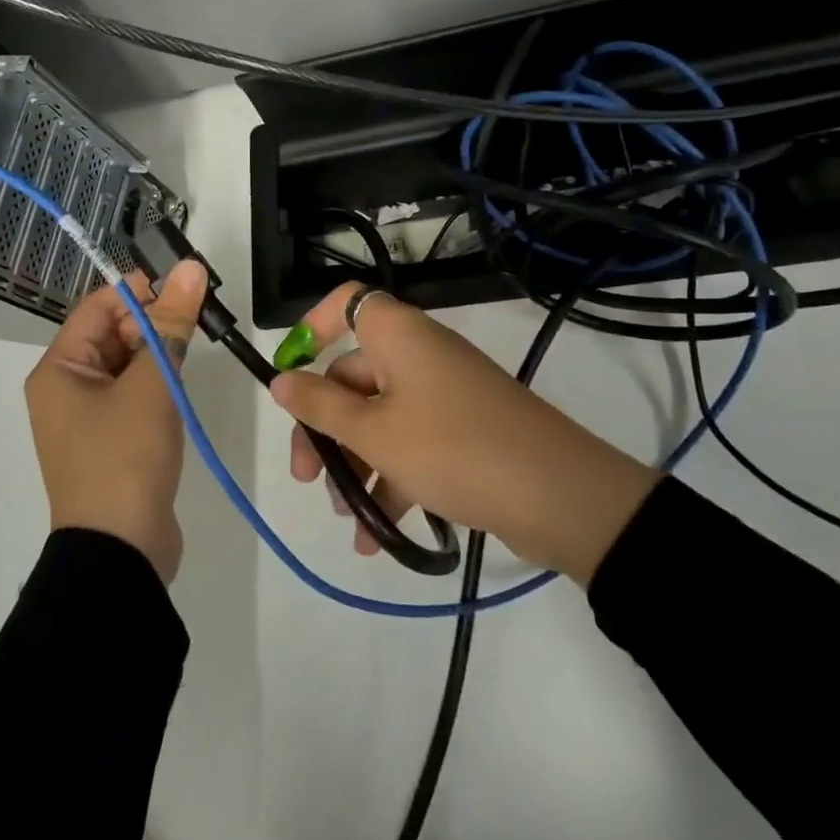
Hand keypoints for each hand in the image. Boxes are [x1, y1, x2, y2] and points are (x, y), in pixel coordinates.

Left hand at [24, 259, 208, 583]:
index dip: (139, 289)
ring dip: (159, 350)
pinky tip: (185, 380)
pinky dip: (158, 381)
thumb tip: (191, 268)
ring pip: (127, 363)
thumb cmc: (125, 457)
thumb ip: (171, 324)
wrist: (120, 552)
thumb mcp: (152, 384)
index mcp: (60, 369)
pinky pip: (134, 394)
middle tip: (199, 312)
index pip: (98, 307)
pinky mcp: (113, 441)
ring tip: (198, 340)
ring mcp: (89, 418)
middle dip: (154, 319)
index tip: (184, 282)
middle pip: (112, 334)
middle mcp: (67, 388)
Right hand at [270, 283, 660, 585]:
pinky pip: (412, 443)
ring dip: (357, 463)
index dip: (314, 327)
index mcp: (399, 335)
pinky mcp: (464, 430)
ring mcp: (445, 394)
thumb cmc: (452, 448)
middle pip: (355, 376)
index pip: (348, 303)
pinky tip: (376, 536)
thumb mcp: (374, 432)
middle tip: (306, 478)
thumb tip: (281, 380)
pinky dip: (392, 479)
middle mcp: (420, 355)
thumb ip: (321, 407)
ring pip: (381, 417)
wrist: (558, 495)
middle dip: (325, 427)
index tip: (291, 373)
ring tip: (347, 517)